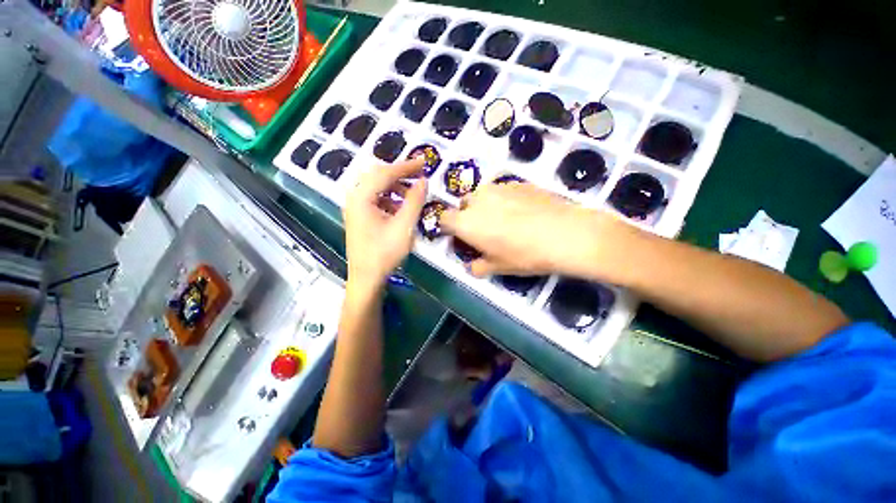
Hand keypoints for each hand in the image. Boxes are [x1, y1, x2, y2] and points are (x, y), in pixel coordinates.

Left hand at [343, 158, 427, 290]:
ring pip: (376, 186)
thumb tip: (423, 181)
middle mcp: (354, 197)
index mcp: (361, 197)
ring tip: (413, 193)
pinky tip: (401, 207)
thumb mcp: (404, 226)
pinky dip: (390, 198)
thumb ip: (414, 201)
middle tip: (419, 175)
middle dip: (400, 173)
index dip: (407, 166)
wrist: (366, 278)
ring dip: (395, 186)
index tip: (424, 162)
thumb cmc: (384, 253)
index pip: (385, 173)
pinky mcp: (359, 216)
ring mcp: (355, 207)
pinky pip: (375, 198)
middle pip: (378, 175)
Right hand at [441, 182, 621, 277]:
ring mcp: (498, 187)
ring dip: (486, 206)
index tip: (459, 237)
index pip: (443, 219)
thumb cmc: (524, 255)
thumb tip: (472, 266)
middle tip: (484, 230)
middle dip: (468, 215)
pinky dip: (504, 199)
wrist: (564, 234)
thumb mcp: (498, 267)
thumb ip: (478, 266)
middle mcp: (477, 200)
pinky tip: (522, 211)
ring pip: (482, 195)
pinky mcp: (517, 182)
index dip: (449, 228)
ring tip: (505, 219)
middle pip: (463, 204)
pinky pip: (502, 190)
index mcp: (466, 222)